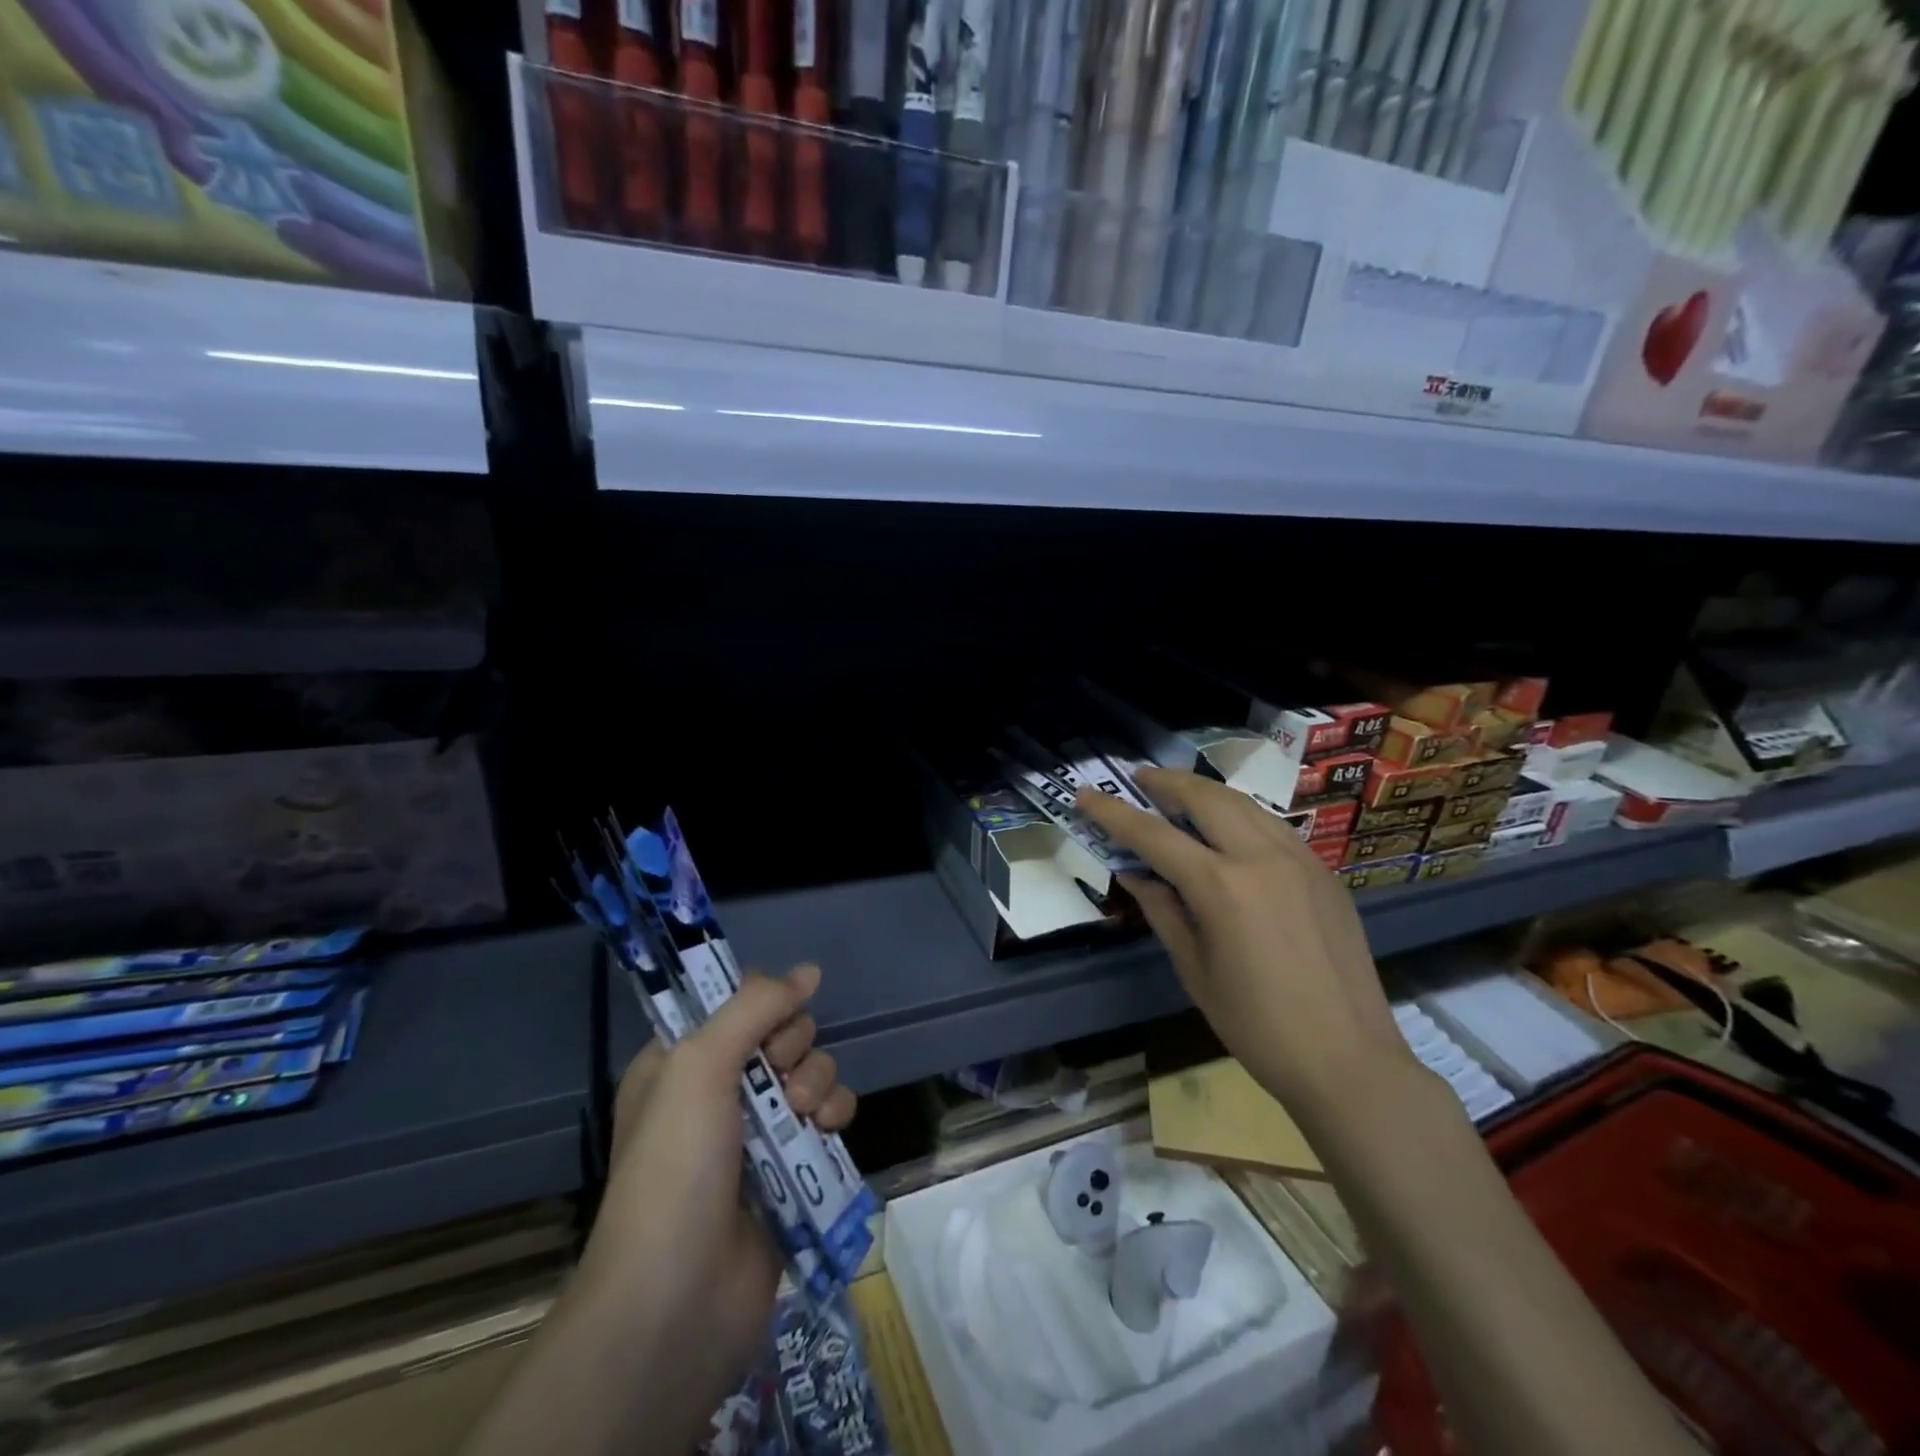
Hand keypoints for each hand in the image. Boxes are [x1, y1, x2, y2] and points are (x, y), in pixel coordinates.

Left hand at [573, 964, 856, 1445]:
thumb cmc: (675, 1166)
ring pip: (809, 1071)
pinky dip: (833, 1113)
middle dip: (793, 1045)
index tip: (772, 1016)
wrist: (679, 1297)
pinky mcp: (791, 1167)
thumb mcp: (700, 1066)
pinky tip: (826, 1128)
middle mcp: (717, 1091)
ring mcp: (756, 1132)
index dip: (761, 1001)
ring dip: (816, 1080)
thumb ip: (755, 1007)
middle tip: (779, 1074)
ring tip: (803, 1112)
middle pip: (780, 1033)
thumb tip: (810, 970)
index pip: (733, 1003)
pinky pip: (827, 1114)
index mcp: (680, 1063)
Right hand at [1076, 768, 1413, 1112]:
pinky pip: (1273, 826)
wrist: (1348, 1060)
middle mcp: (1261, 857)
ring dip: (1204, 792)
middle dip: (1166, 782)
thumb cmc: (1256, 1025)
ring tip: (1178, 795)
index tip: (1085, 794)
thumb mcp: (1194, 968)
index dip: (1113, 813)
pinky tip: (1228, 830)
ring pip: (1243, 803)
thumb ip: (1162, 909)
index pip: (1153, 835)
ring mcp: (1299, 859)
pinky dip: (1240, 815)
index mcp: (1221, 886)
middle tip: (1138, 779)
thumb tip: (1134, 873)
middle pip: (1205, 797)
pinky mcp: (1323, 871)